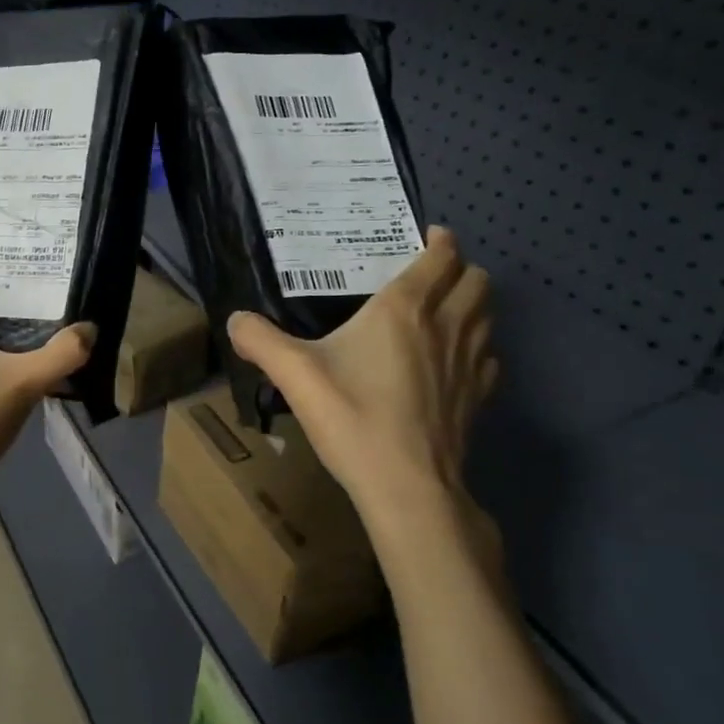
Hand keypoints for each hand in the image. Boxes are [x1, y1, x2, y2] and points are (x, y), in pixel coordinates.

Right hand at [227, 227, 496, 530]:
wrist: (406, 487)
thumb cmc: (352, 418)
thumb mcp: (293, 374)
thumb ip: (260, 340)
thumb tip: (234, 320)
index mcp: (405, 309)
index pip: (440, 257)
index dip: (439, 241)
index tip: (426, 237)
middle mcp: (446, 326)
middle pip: (476, 280)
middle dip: (460, 269)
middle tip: (431, 275)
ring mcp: (470, 363)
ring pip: (488, 315)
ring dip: (472, 304)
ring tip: (444, 311)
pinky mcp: (479, 398)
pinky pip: (489, 357)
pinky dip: (478, 348)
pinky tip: (452, 363)